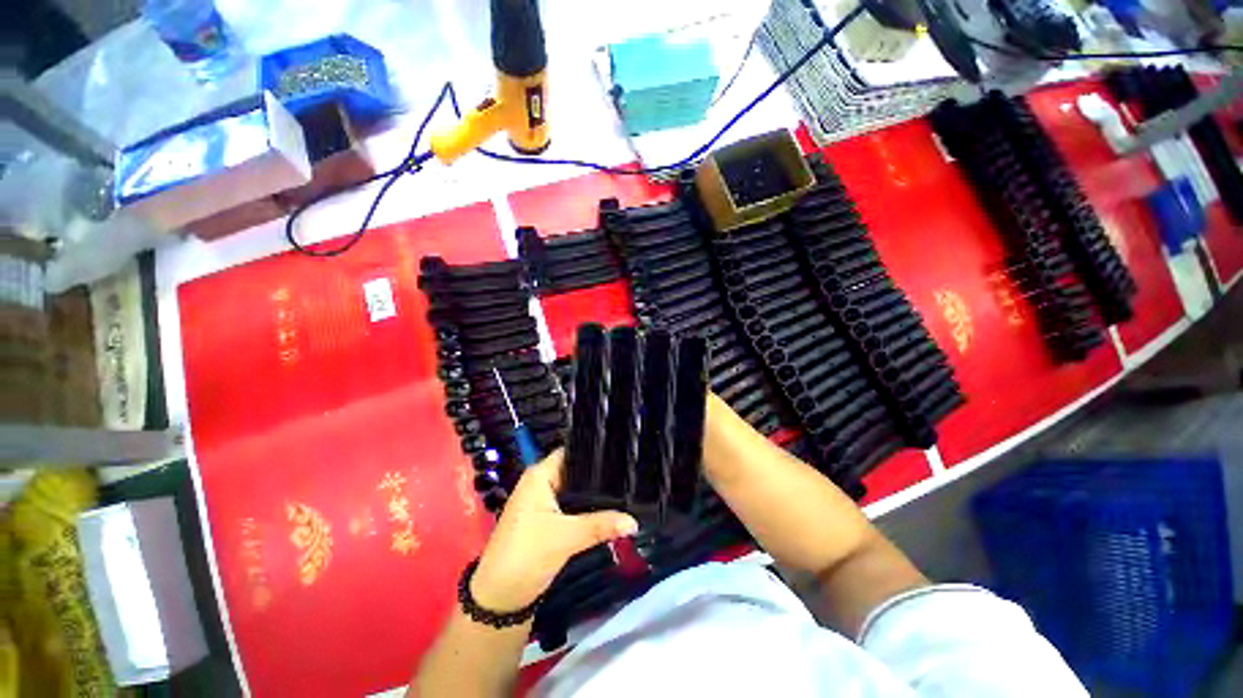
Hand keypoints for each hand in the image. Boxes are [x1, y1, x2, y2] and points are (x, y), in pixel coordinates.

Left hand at [471, 449, 638, 612]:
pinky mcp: (549, 518)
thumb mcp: (566, 538)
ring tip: (627, 486)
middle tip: (629, 471)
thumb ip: (601, 525)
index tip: (621, 451)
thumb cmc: (526, 555)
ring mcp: (545, 501)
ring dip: (595, 492)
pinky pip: (573, 505)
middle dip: (599, 473)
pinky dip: (588, 506)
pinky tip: (610, 507)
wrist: (500, 598)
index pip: (571, 452)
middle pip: (576, 470)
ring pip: (576, 489)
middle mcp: (542, 482)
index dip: (594, 450)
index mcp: (540, 475)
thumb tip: (634, 521)